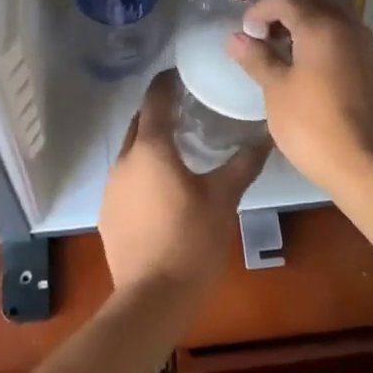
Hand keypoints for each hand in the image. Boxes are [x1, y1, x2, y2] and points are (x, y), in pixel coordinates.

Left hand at [99, 74, 270, 298]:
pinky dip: (142, 172)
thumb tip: (265, 137)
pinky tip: (162, 188)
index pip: (155, 100)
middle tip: (186, 108)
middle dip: (158, 112)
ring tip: (178, 147)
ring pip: (131, 153)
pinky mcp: (107, 215)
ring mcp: (111, 189)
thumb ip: (243, 164)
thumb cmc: (191, 241)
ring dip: (150, 144)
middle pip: (139, 124)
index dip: (166, 83)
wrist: (152, 299)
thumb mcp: (224, 199)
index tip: (181, 73)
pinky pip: (125, 179)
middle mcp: (124, 161)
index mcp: (151, 149)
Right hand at [227, 0, 372, 198]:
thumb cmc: (312, 126)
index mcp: (321, 27)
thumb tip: (235, 38)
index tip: (246, 32)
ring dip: (312, 29)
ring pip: (338, 23)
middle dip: (287, 15)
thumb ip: (257, 58)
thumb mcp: (276, 91)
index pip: (286, 1)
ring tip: (291, 54)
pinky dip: (333, 48)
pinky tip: (321, 74)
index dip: (260, 10)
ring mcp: (372, 50)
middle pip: (315, 5)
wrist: (366, 167)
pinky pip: (354, 46)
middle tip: (266, 37)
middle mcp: (351, 29)